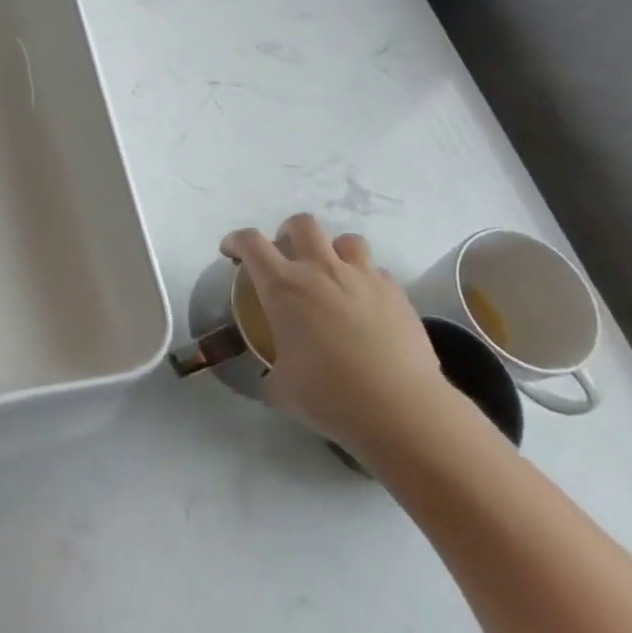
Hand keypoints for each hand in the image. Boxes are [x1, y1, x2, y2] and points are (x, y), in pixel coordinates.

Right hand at [221, 214, 443, 456]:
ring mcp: (362, 277)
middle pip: (302, 224)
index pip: (251, 243)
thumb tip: (272, 380)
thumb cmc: (329, 395)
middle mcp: (321, 270)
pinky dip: (367, 281)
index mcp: (283, 286)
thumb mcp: (282, 389)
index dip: (236, 241)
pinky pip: (378, 272)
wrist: (399, 409)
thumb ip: (271, 375)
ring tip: (333, 275)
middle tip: (286, 254)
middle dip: (288, 232)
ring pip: (346, 240)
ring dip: (334, 251)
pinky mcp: (396, 293)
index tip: (232, 252)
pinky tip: (367, 305)